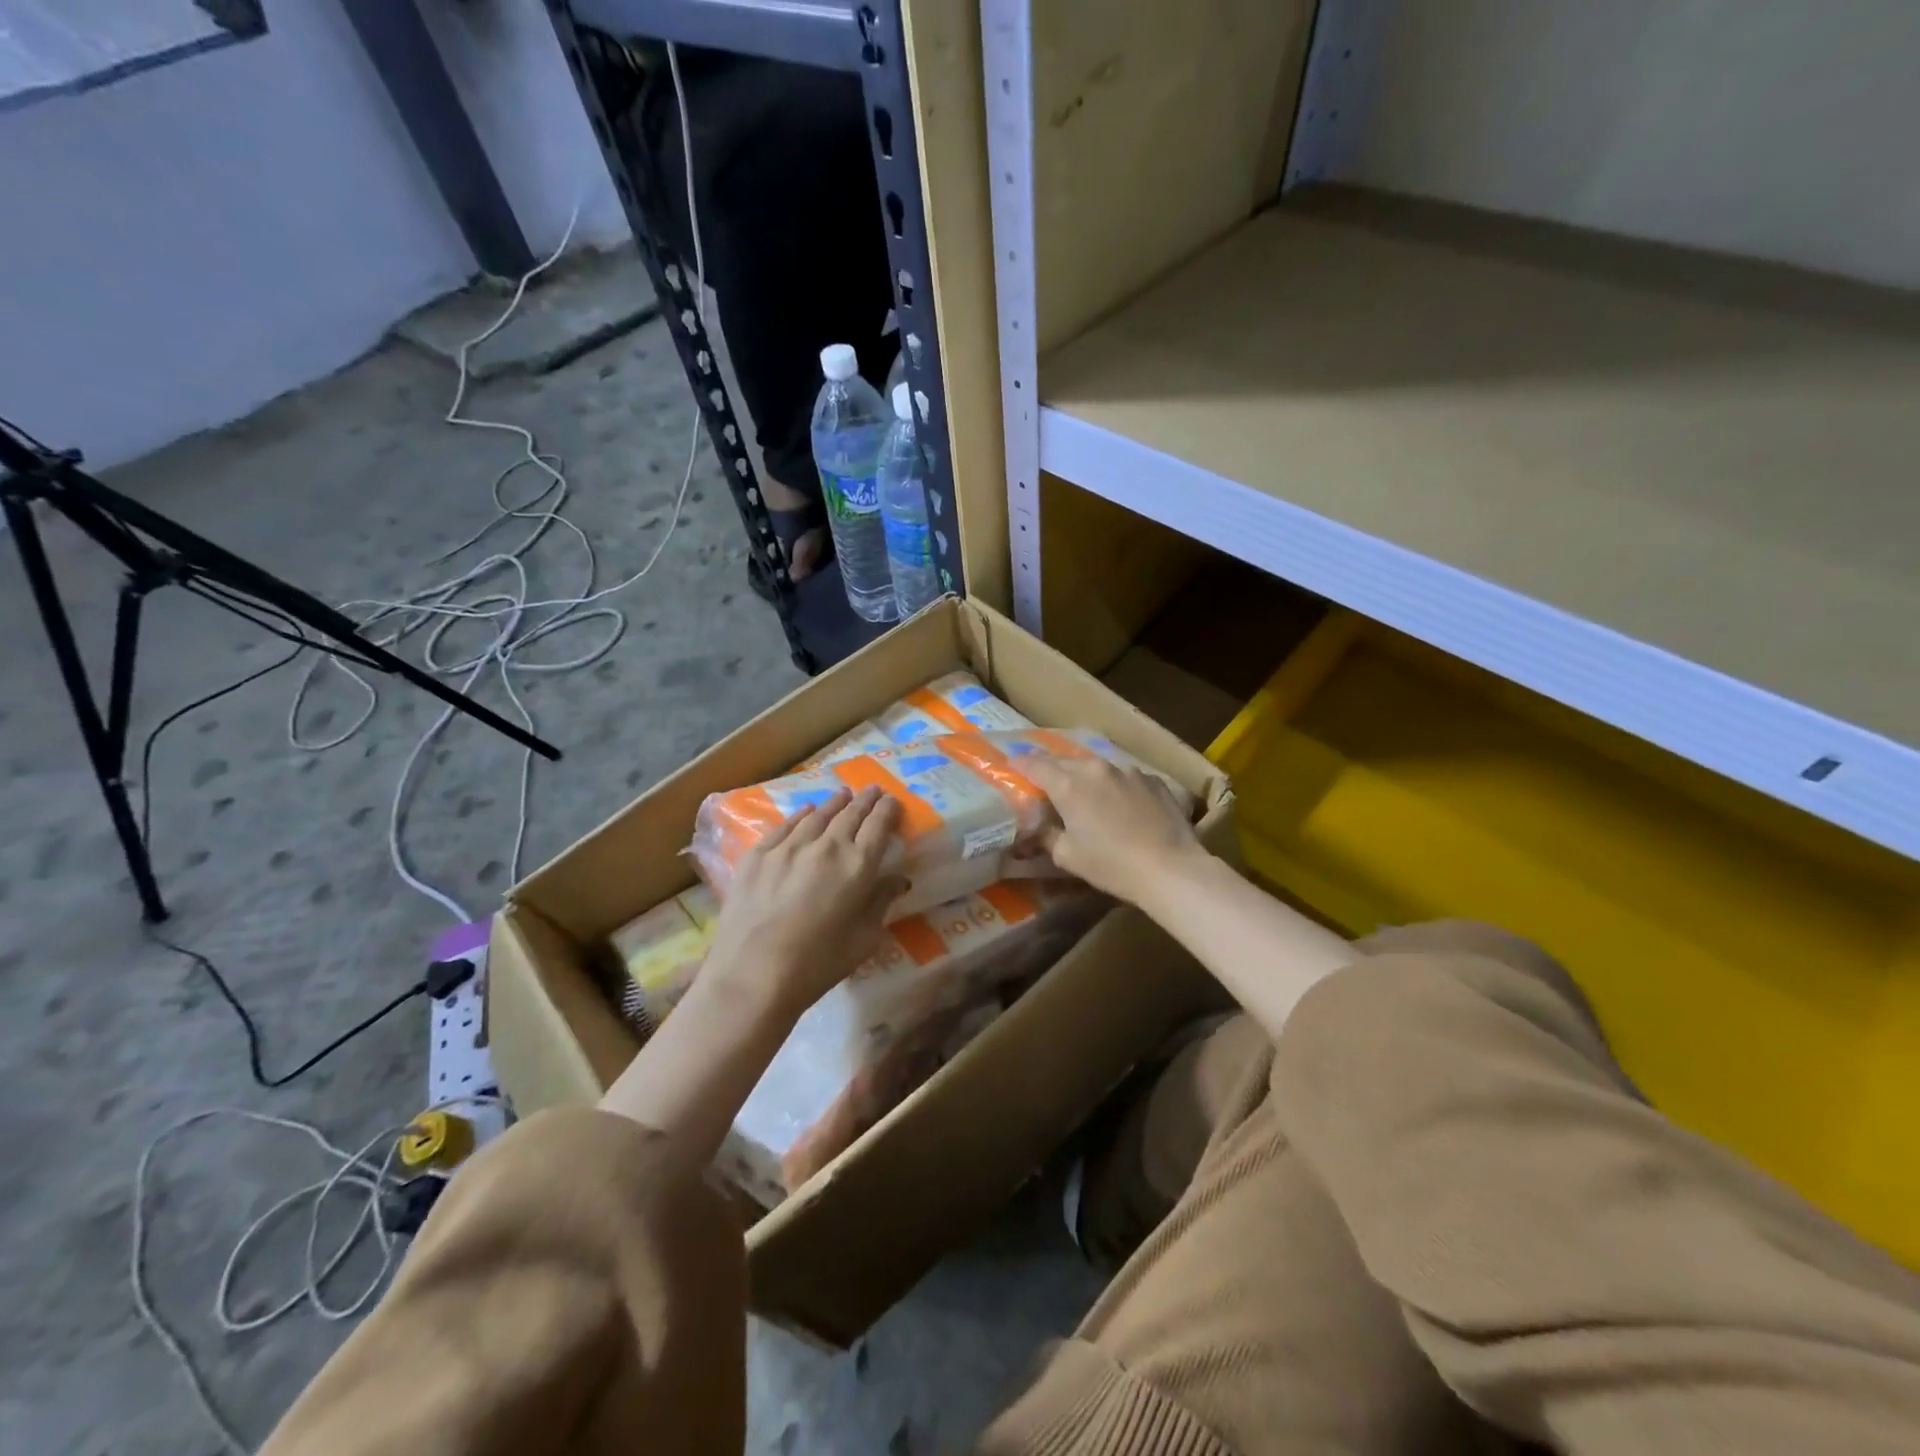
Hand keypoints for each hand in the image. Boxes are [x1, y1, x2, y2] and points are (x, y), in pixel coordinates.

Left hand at [700, 787, 904, 1018]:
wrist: (753, 975)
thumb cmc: (818, 964)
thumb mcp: (864, 939)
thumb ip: (881, 902)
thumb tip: (897, 879)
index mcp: (858, 866)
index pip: (878, 825)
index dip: (888, 810)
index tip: (892, 801)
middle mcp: (826, 846)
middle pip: (850, 813)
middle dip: (865, 800)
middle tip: (873, 790)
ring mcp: (788, 846)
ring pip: (818, 814)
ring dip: (835, 803)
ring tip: (844, 795)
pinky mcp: (758, 855)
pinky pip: (785, 826)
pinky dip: (801, 815)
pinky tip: (806, 811)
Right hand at [1023, 756, 1205, 906]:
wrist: (1171, 868)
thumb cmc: (1111, 865)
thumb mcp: (1067, 856)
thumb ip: (1048, 834)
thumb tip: (1040, 825)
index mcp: (1069, 785)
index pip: (1035, 764)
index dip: (1020, 763)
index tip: (1012, 765)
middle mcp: (1096, 769)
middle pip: (1065, 762)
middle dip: (1052, 770)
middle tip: (1045, 783)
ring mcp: (1128, 771)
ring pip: (1096, 768)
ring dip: (1085, 778)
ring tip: (1085, 794)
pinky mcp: (1152, 780)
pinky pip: (1124, 778)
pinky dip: (1115, 787)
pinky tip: (1120, 806)